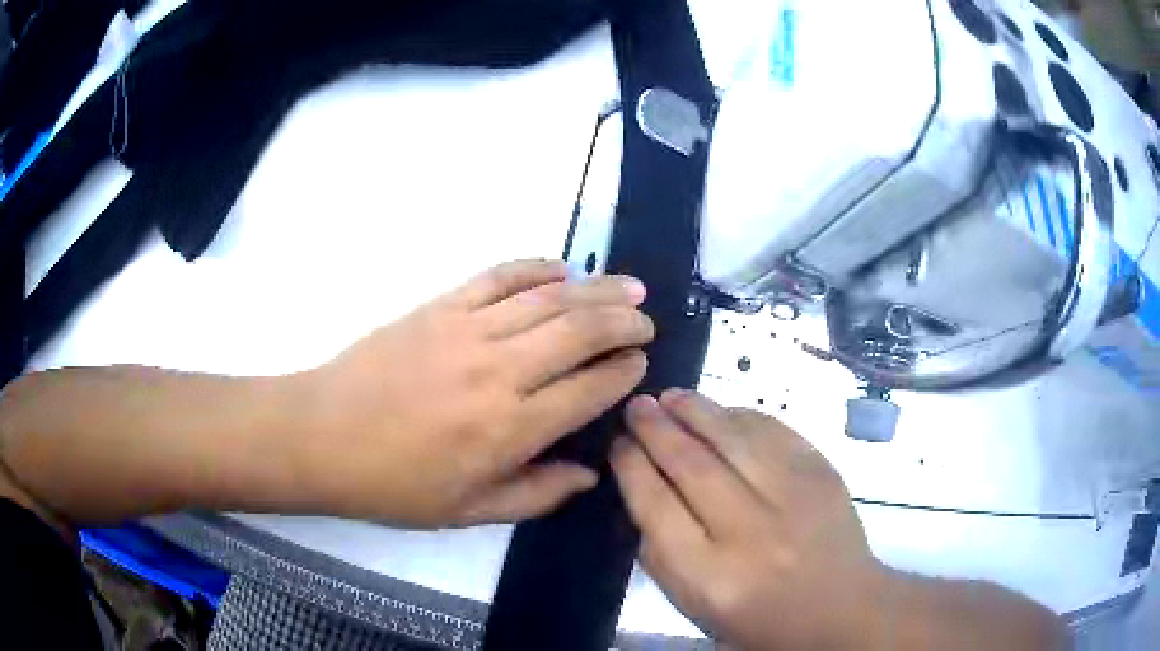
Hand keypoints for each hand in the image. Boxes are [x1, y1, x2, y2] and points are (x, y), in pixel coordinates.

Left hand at [297, 259, 653, 527]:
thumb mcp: (468, 512)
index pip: (589, 391)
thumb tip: (590, 474)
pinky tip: (561, 268)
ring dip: (596, 290)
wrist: (322, 435)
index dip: (623, 374)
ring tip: (628, 287)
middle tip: (646, 320)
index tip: (641, 365)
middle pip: (580, 333)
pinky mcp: (440, 306)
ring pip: (549, 299)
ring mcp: (467, 331)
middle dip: (624, 323)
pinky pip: (498, 277)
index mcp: (509, 431)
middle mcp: (499, 373)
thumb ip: (536, 495)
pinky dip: (535, 268)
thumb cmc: (394, 484)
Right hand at [611, 390, 880, 649]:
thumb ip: (660, 554)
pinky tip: (721, 411)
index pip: (656, 506)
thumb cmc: (759, 618)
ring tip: (671, 396)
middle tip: (638, 407)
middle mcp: (750, 532)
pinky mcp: (822, 474)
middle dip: (656, 429)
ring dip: (696, 410)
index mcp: (709, 575)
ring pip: (733, 438)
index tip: (618, 444)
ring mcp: (792, 497)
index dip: (632, 467)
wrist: (840, 608)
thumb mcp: (695, 604)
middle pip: (691, 465)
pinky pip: (774, 431)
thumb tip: (642, 489)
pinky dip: (741, 416)